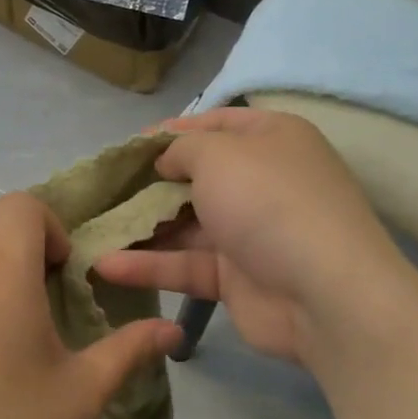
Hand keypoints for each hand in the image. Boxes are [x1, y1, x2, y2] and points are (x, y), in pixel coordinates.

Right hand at [94, 108, 408, 366]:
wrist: (325, 294)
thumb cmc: (269, 203)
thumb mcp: (220, 155)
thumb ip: (183, 149)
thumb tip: (166, 161)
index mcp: (270, 139)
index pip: (215, 124)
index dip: (171, 132)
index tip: (128, 148)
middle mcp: (261, 181)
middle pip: (196, 176)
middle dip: (149, 184)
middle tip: (103, 191)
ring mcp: (249, 232)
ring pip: (185, 225)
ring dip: (141, 228)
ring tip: (91, 231)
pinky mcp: (236, 278)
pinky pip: (186, 264)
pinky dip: (149, 265)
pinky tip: (105, 266)